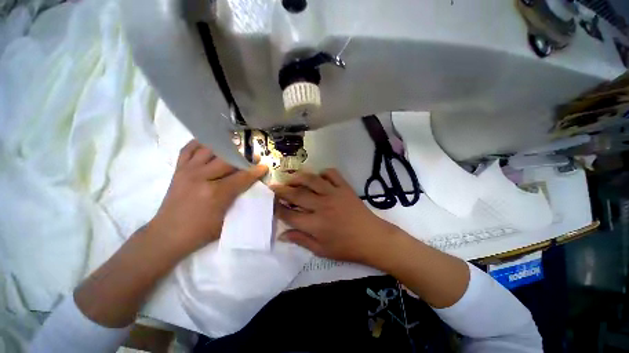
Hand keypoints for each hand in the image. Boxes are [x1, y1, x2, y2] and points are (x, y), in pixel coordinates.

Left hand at [148, 140, 267, 255]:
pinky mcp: (178, 170)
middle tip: (253, 157)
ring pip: (209, 150)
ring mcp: (188, 171)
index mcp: (215, 193)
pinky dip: (200, 143)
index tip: (264, 166)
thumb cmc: (200, 232)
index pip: (241, 177)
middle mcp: (201, 177)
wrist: (167, 235)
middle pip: (227, 160)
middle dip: (243, 157)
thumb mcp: (226, 220)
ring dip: (224, 147)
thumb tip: (250, 187)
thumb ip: (238, 200)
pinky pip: (189, 149)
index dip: (255, 171)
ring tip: (235, 147)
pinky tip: (210, 143)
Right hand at [270, 169, 395, 263]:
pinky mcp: (345, 188)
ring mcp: (334, 194)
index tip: (271, 203)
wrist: (372, 238)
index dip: (277, 208)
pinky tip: (318, 177)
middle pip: (297, 194)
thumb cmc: (346, 247)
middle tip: (273, 186)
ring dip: (298, 177)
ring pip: (311, 179)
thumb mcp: (321, 250)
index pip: (289, 214)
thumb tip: (282, 234)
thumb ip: (301, 240)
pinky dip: (323, 172)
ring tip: (291, 178)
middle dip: (282, 190)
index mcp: (315, 224)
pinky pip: (332, 173)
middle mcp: (322, 206)